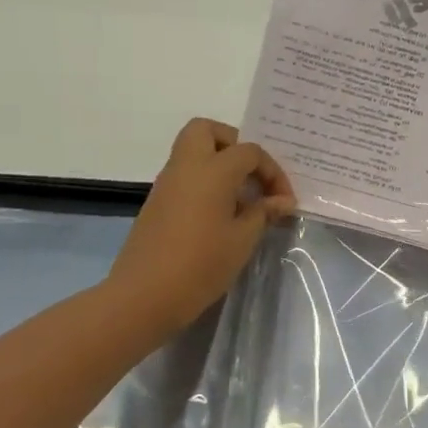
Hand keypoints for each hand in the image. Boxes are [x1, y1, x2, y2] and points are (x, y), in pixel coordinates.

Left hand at [107, 119, 296, 334]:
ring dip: (219, 164)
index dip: (272, 172)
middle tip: (252, 175)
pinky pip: (185, 176)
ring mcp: (167, 184)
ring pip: (193, 152)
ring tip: (242, 199)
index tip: (283, 201)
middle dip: (234, 144)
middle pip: (207, 131)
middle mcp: (186, 167)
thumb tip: (281, 201)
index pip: (249, 152)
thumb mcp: (242, 240)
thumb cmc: (201, 265)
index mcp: (212, 170)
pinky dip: (205, 182)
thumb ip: (263, 213)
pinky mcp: (157, 203)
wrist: (144, 295)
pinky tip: (221, 215)